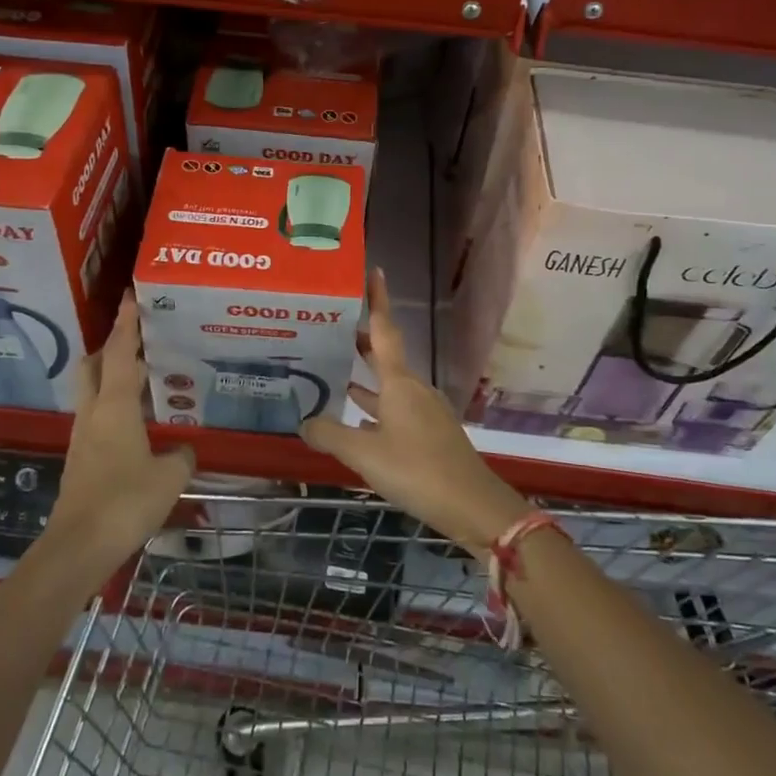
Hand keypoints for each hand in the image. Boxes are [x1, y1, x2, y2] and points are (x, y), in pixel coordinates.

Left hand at [46, 292, 193, 571]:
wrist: (79, 546)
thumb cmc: (125, 502)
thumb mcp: (169, 477)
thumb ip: (181, 457)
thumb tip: (183, 449)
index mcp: (114, 406)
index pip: (120, 353)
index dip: (126, 323)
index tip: (130, 297)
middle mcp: (94, 413)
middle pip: (95, 365)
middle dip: (113, 346)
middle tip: (141, 339)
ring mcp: (83, 436)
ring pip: (94, 390)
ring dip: (113, 375)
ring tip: (145, 375)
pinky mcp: (82, 458)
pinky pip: (98, 415)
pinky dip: (115, 404)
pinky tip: (137, 420)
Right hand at [301, 268, 528, 557]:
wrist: (472, 504)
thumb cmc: (417, 469)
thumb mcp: (364, 454)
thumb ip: (330, 435)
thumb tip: (303, 421)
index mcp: (399, 383)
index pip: (385, 330)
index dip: (378, 300)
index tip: (374, 271)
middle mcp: (413, 389)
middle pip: (384, 356)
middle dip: (360, 341)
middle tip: (329, 329)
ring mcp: (424, 411)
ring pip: (388, 386)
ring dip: (363, 378)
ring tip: (333, 372)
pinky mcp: (429, 434)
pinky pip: (394, 410)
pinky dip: (374, 408)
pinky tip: (356, 422)